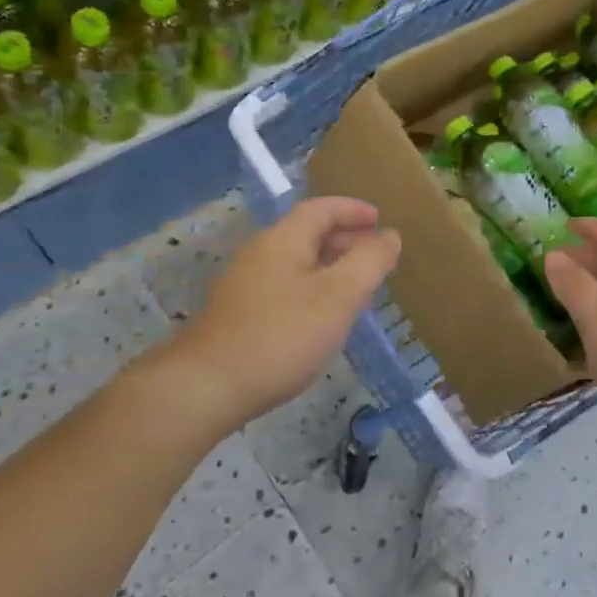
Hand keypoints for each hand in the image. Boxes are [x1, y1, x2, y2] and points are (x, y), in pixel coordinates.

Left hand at [129, 198, 400, 439]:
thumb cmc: (281, 336)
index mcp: (284, 240)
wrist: (206, 388)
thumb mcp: (339, 297)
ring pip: (296, 262)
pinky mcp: (238, 314)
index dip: (353, 210)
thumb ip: (369, 262)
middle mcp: (260, 253)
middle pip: (307, 233)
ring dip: (330, 266)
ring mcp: (244, 285)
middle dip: (344, 239)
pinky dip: (312, 288)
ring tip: (357, 288)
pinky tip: (322, 318)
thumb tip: (389, 235)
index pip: (321, 209)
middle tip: (375, 256)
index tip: (379, 220)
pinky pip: (284, 286)